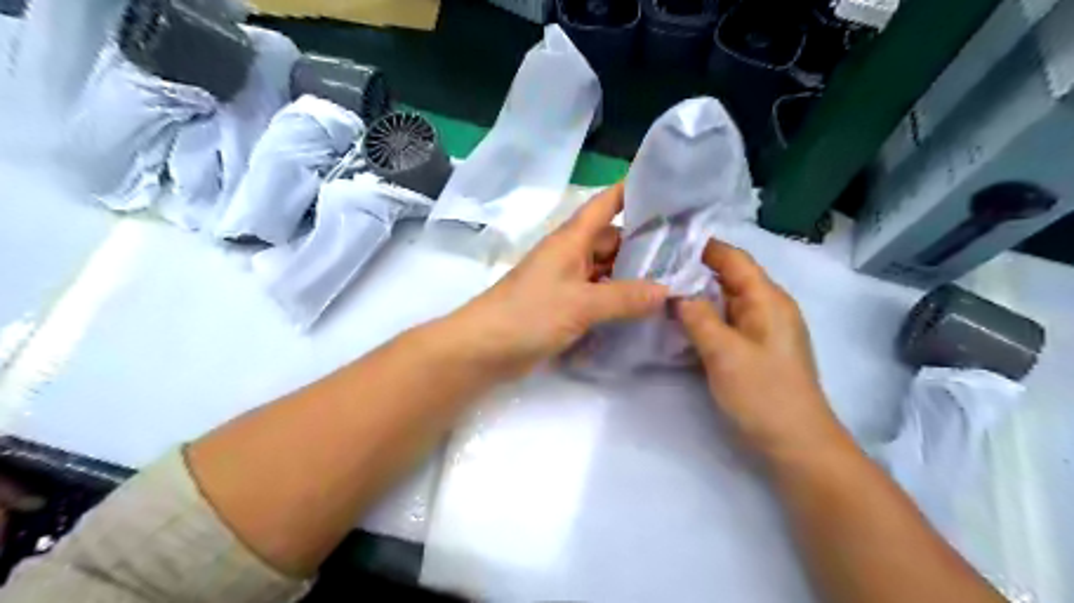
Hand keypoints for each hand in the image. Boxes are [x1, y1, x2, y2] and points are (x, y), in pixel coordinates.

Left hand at [452, 183, 668, 375]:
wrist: (484, 348)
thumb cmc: (529, 314)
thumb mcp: (581, 304)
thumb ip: (625, 298)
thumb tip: (667, 291)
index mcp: (571, 240)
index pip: (605, 204)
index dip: (631, 191)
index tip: (668, 188)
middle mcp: (570, 255)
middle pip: (612, 240)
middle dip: (645, 245)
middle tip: (687, 253)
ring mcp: (566, 282)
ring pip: (607, 270)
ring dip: (633, 276)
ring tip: (675, 283)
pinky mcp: (563, 307)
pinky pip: (598, 296)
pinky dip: (618, 301)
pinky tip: (644, 310)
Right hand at [678, 238, 848, 460]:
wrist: (796, 444)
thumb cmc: (763, 394)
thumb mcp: (725, 353)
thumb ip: (698, 318)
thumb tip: (676, 294)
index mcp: (768, 299)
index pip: (734, 259)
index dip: (703, 247)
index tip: (666, 241)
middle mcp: (767, 307)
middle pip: (729, 277)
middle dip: (694, 270)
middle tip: (653, 269)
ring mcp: (762, 329)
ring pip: (725, 301)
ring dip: (697, 295)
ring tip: (660, 291)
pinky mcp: (755, 349)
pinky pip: (726, 322)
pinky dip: (704, 317)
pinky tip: (680, 322)